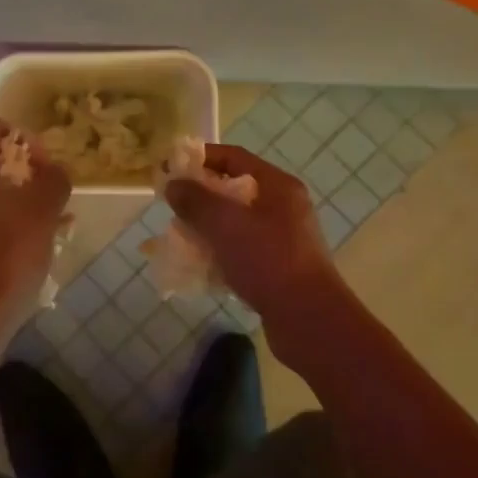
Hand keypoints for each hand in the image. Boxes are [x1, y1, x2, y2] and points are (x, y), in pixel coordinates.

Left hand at [0, 118, 70, 351]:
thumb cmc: (7, 258)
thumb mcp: (43, 213)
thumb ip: (54, 179)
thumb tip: (53, 170)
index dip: (23, 138)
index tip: (43, 167)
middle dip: (19, 170)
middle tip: (45, 193)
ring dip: (10, 195)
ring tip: (41, 221)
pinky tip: (21, 243)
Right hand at [164, 145, 353, 350]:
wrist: (309, 320)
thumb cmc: (267, 260)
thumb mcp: (224, 223)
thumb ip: (195, 200)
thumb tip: (173, 184)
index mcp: (277, 186)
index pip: (233, 157)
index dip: (199, 158)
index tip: (169, 167)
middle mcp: (283, 207)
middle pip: (234, 189)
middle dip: (200, 196)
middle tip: (171, 205)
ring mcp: (283, 238)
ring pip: (236, 222)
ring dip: (207, 226)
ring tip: (180, 236)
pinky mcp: (278, 267)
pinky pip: (241, 249)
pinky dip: (219, 251)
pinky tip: (199, 265)